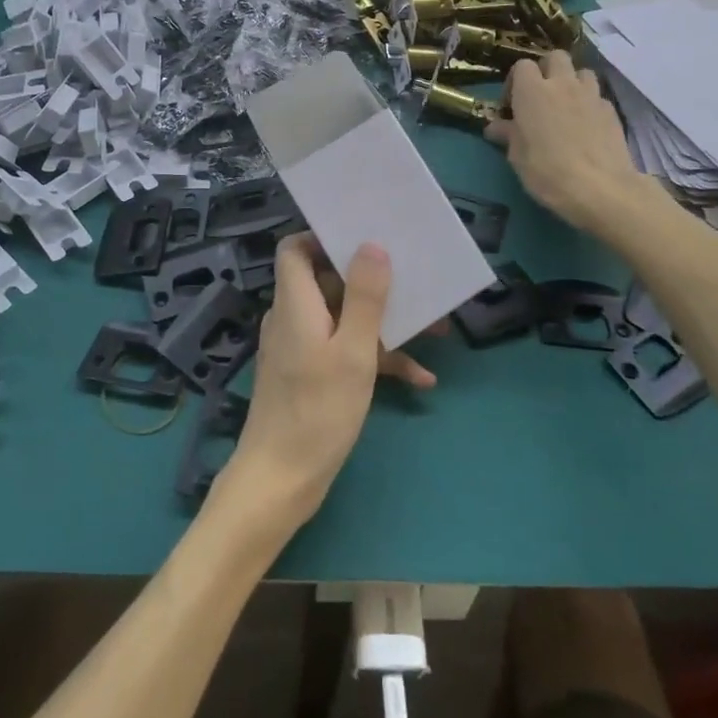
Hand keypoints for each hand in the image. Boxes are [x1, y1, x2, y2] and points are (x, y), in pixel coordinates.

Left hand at [227, 236, 425, 526]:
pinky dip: (378, 359)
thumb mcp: (352, 351)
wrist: (281, 481)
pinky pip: (346, 352)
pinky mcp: (311, 375)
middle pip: (329, 281)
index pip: (295, 248)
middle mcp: (294, 317)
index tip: (365, 237)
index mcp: (296, 302)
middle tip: (415, 278)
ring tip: (436, 329)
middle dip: (374, 282)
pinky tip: (421, 379)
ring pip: (345, 319)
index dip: (324, 237)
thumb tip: (371, 245)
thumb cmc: (317, 410)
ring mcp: (302, 347)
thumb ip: (364, 297)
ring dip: (386, 323)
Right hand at [485, 52, 644, 232]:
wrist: (600, 189)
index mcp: (532, 91)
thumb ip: (508, 134)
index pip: (521, 66)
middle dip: (547, 70)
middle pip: (555, 57)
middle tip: (540, 96)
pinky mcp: (612, 111)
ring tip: (566, 107)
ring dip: (572, 83)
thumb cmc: (547, 171)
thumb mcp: (517, 157)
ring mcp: (591, 95)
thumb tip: (495, 127)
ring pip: (582, 72)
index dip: (515, 81)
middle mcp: (562, 84)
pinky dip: (589, 104)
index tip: (512, 105)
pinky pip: (597, 96)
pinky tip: (586, 126)